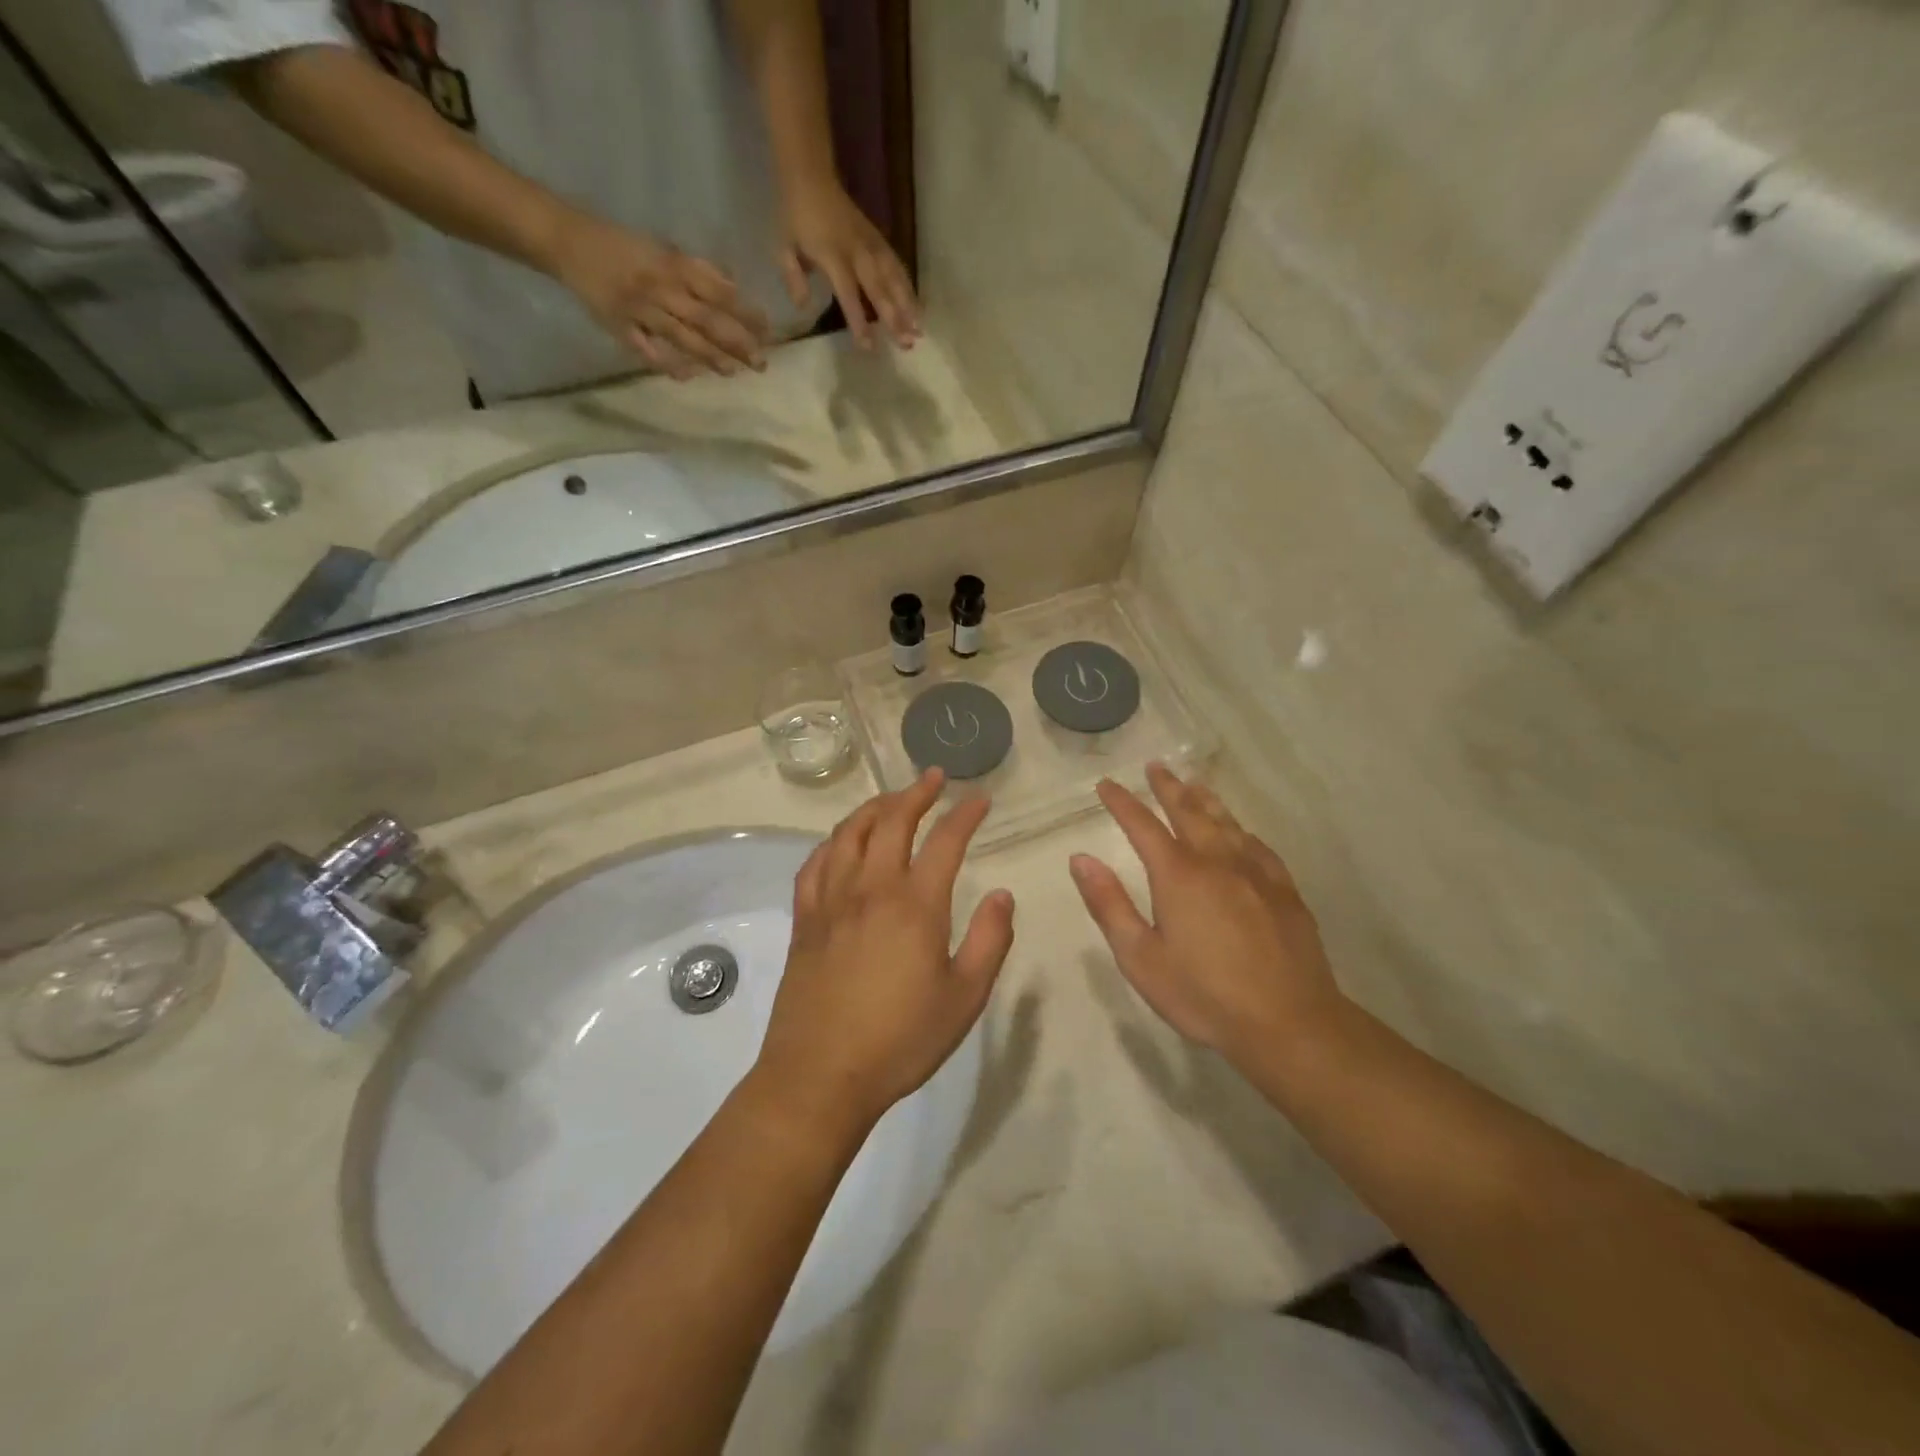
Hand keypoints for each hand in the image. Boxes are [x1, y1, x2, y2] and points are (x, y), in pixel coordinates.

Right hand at [548, 212, 770, 378]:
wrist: (567, 241)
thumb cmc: (622, 246)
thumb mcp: (663, 249)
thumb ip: (698, 271)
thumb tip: (733, 288)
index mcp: (672, 266)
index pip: (717, 292)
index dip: (744, 312)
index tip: (767, 329)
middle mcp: (660, 289)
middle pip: (706, 320)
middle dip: (736, 342)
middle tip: (761, 362)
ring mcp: (639, 310)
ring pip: (682, 337)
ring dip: (710, 357)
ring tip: (734, 371)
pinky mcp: (619, 326)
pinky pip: (646, 349)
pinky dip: (666, 363)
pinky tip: (686, 376)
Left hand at [756, 770, 1014, 1130]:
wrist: (820, 1076)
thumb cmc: (900, 1041)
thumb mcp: (964, 998)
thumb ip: (988, 941)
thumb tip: (1003, 894)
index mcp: (914, 906)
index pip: (944, 842)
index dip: (965, 815)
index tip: (980, 799)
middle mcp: (870, 890)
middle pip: (891, 822)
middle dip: (916, 793)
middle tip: (934, 778)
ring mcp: (831, 902)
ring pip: (849, 834)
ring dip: (873, 807)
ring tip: (892, 799)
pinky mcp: (804, 920)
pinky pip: (814, 864)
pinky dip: (833, 842)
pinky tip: (842, 843)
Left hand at [779, 180, 920, 350]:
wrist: (810, 175)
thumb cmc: (795, 216)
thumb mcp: (783, 247)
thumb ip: (794, 278)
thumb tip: (803, 306)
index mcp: (833, 256)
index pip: (849, 294)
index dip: (859, 321)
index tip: (869, 347)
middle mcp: (857, 252)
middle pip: (880, 290)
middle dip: (895, 318)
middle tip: (907, 344)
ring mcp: (871, 245)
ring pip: (894, 278)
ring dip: (909, 305)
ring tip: (919, 329)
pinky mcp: (879, 240)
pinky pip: (897, 266)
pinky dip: (908, 287)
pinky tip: (916, 306)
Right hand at [1070, 763, 1345, 1070]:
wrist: (1289, 1022)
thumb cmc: (1204, 994)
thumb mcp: (1141, 958)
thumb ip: (1109, 905)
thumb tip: (1081, 859)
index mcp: (1178, 875)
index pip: (1143, 825)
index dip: (1122, 802)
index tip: (1107, 784)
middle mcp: (1216, 861)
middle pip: (1188, 811)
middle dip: (1168, 787)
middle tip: (1155, 766)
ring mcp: (1255, 873)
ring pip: (1226, 822)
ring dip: (1205, 799)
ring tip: (1193, 783)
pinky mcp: (1284, 890)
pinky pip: (1256, 845)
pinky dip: (1240, 829)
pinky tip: (1240, 831)